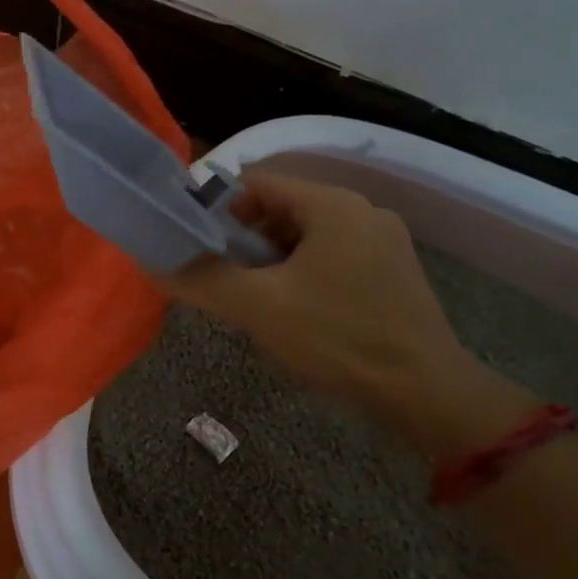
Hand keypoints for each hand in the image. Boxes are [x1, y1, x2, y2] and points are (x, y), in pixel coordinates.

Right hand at [162, 172, 481, 427]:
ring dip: (272, 261)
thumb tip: (151, 264)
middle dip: (245, 241)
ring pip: (305, 236)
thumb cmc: (338, 338)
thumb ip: (200, 279)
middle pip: (280, 208)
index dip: (218, 209)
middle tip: (224, 279)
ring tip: (256, 301)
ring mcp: (384, 242)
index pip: (256, 182)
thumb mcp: (258, 307)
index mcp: (332, 205)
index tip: (197, 245)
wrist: (427, 395)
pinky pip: (332, 257)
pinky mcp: (394, 273)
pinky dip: (302, 274)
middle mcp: (363, 211)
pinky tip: (295, 313)